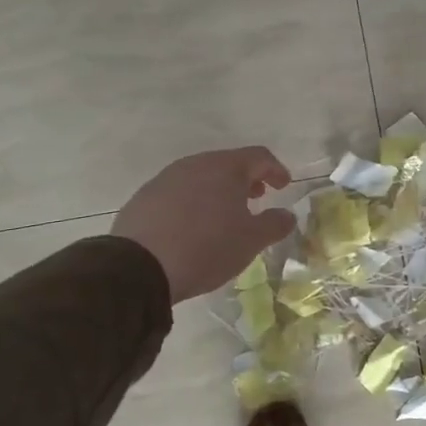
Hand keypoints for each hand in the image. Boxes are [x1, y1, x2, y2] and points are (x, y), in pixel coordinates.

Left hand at [112, 147, 296, 303]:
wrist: (138, 268)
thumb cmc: (206, 247)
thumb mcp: (251, 240)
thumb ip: (275, 224)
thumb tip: (287, 215)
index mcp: (225, 168)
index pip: (259, 157)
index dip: (276, 170)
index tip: (284, 186)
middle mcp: (195, 165)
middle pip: (228, 164)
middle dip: (246, 179)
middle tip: (257, 197)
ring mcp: (165, 179)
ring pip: (201, 177)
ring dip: (218, 190)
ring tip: (225, 214)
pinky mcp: (144, 198)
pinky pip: (178, 193)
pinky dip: (193, 202)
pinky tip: (193, 226)